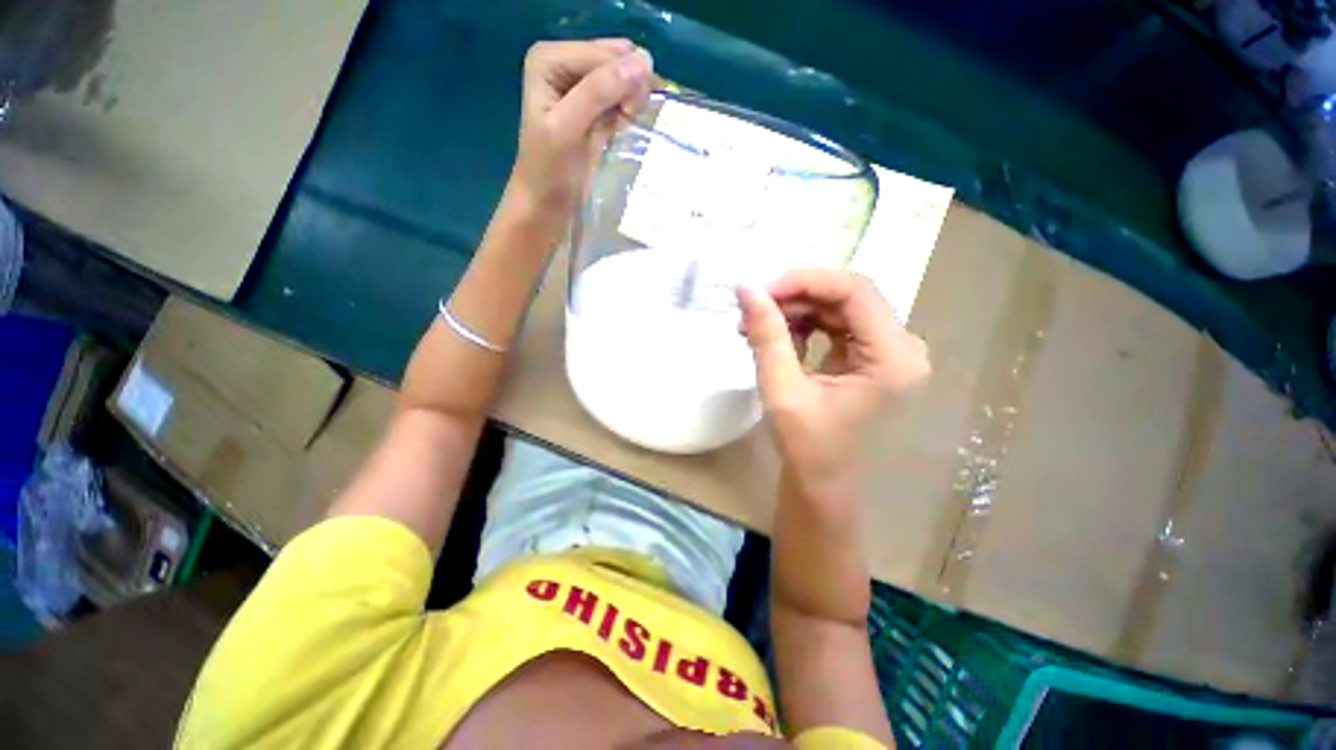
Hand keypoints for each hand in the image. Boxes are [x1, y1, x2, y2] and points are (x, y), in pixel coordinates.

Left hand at [511, 39, 652, 213]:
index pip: (604, 53)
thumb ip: (599, 92)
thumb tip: (644, 60)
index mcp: (550, 58)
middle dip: (628, 87)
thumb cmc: (549, 171)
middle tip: (626, 119)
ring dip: (631, 100)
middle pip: (616, 59)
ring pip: (623, 78)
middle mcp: (565, 64)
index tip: (627, 115)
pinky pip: (622, 97)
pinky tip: (622, 127)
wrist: (546, 205)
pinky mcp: (593, 109)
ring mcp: (580, 87)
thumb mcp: (568, 128)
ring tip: (623, 124)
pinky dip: (628, 111)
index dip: (623, 79)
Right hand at [738, 270, 929, 493]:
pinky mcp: (871, 357)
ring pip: (838, 308)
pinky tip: (776, 337)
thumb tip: (745, 287)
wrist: (822, 483)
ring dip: (795, 310)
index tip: (760, 291)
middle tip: (752, 309)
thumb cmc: (806, 446)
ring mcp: (889, 351)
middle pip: (847, 296)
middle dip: (794, 297)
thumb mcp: (781, 389)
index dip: (804, 282)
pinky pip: (836, 325)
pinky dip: (804, 324)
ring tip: (755, 326)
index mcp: (893, 358)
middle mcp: (902, 347)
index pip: (854, 291)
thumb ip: (766, 335)